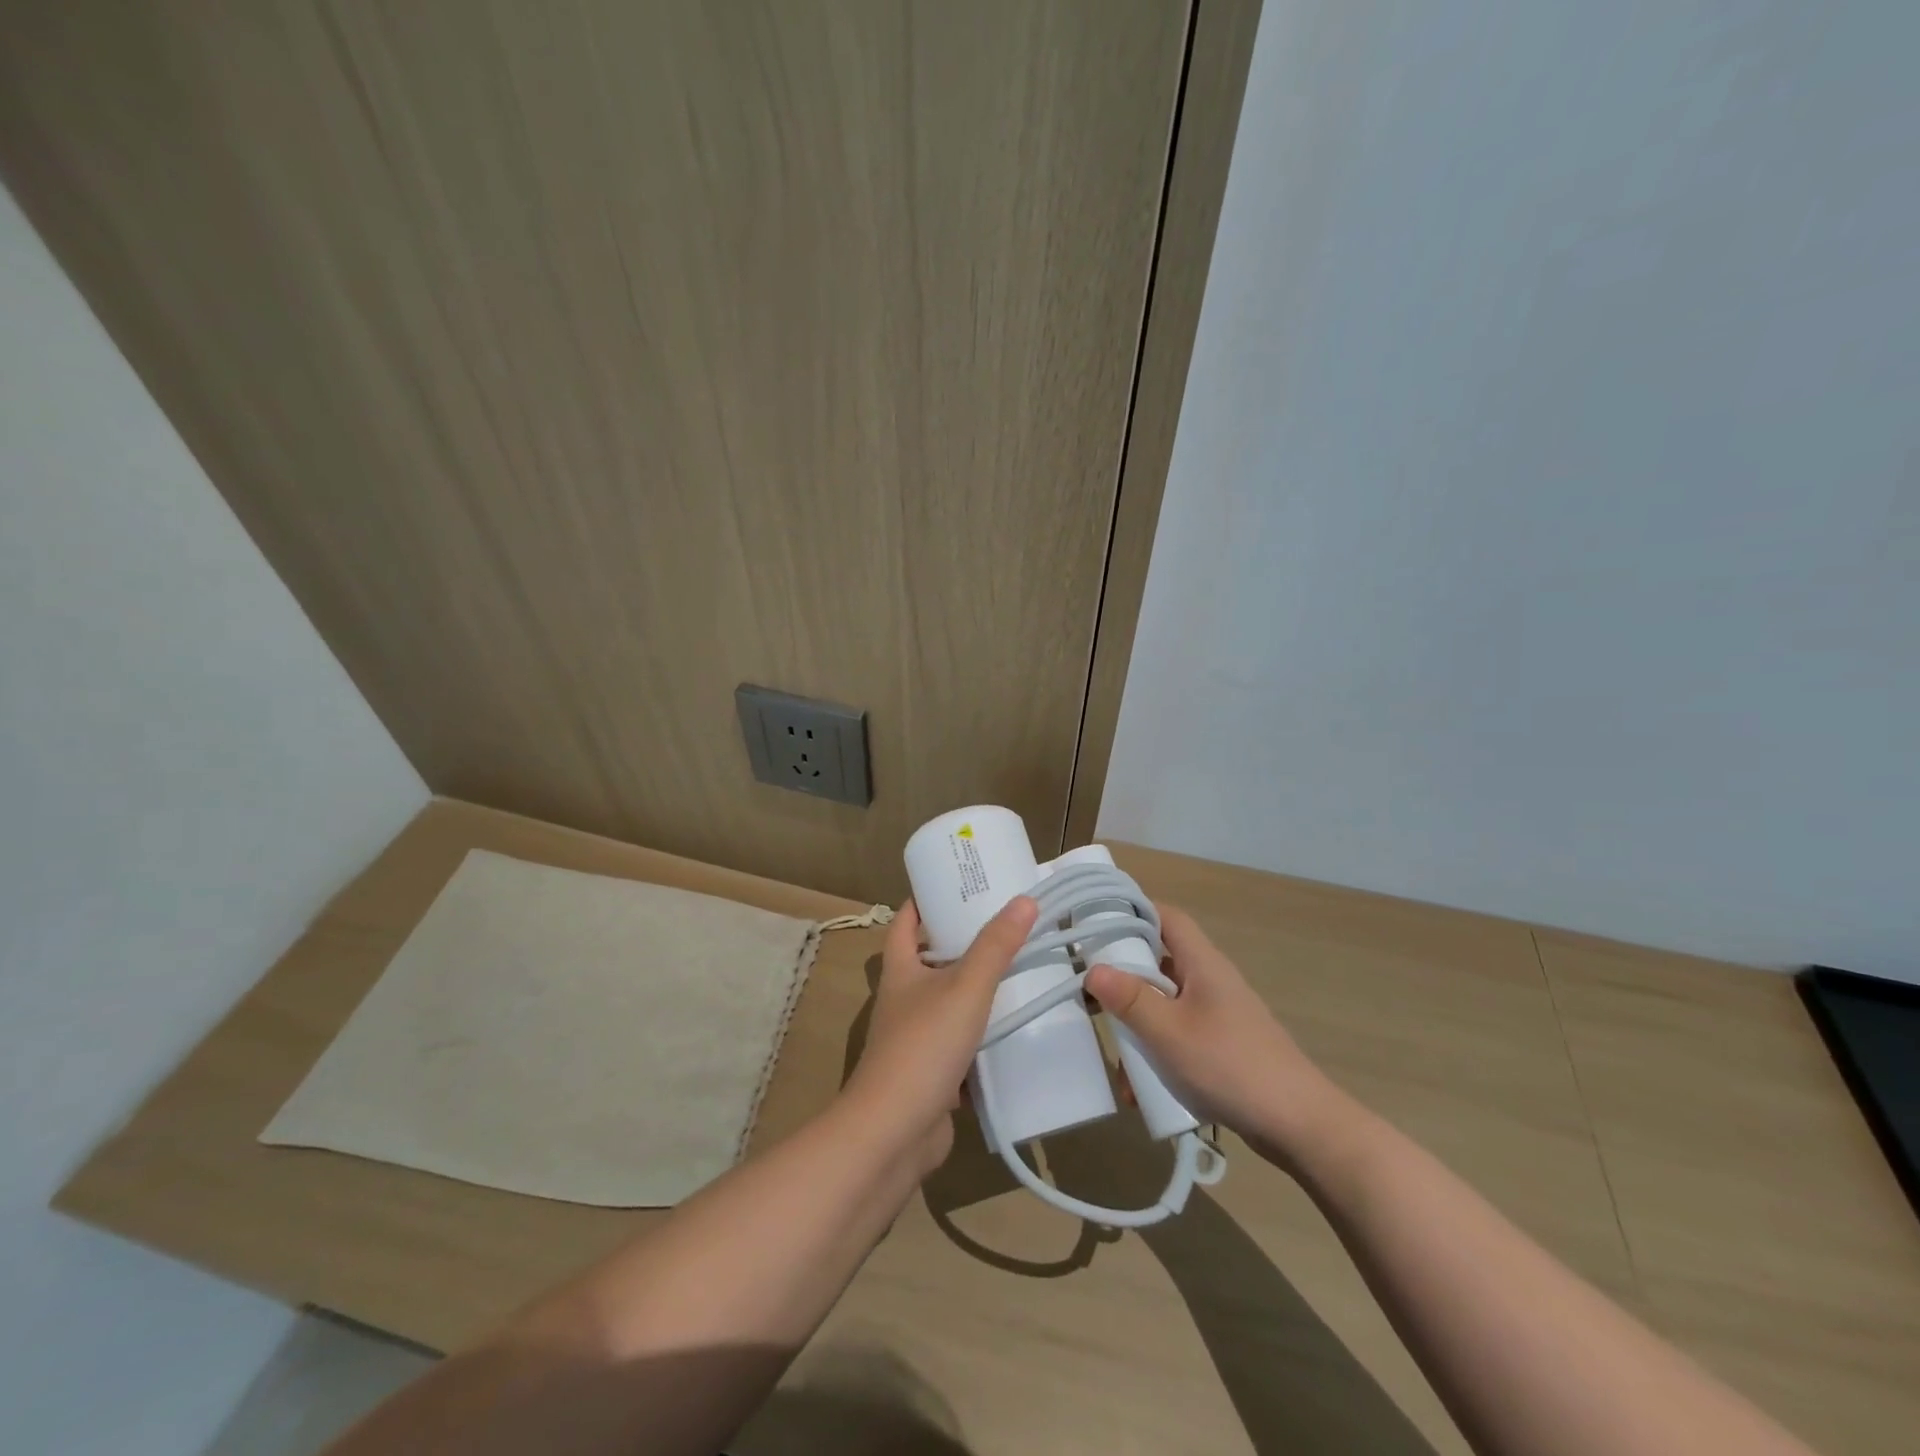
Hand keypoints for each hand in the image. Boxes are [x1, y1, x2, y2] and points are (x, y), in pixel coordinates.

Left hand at [841, 895, 1038, 1174]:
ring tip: (1017, 972)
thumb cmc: (923, 1045)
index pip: (904, 922)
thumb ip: (995, 946)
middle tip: (1003, 926)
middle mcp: (902, 999)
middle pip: (929, 960)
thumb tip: (1025, 900)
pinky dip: (982, 1034)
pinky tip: (1013, 1029)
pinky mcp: (931, 1072)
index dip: (923, 901)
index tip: (955, 886)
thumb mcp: (965, 987)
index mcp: (900, 970)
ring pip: (947, 1002)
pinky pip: (959, 1042)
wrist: (894, 1132)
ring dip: (975, 990)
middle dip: (961, 943)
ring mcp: (915, 1038)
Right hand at [1085, 904, 1331, 1165]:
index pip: (1167, 917)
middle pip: (1161, 961)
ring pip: (1166, 1005)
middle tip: (1092, 991)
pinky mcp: (1222, 1047)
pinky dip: (1157, 1054)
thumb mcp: (1169, 1032)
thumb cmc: (1230, 1065)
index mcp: (1203, 963)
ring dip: (1138, 1026)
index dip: (1134, 913)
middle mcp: (1211, 981)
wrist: (1298, 1125)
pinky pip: (1179, 1037)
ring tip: (1115, 1057)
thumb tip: (1093, 969)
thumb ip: (1130, 999)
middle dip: (1125, 978)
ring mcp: (1218, 1015)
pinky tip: (1140, 1090)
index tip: (1097, 925)